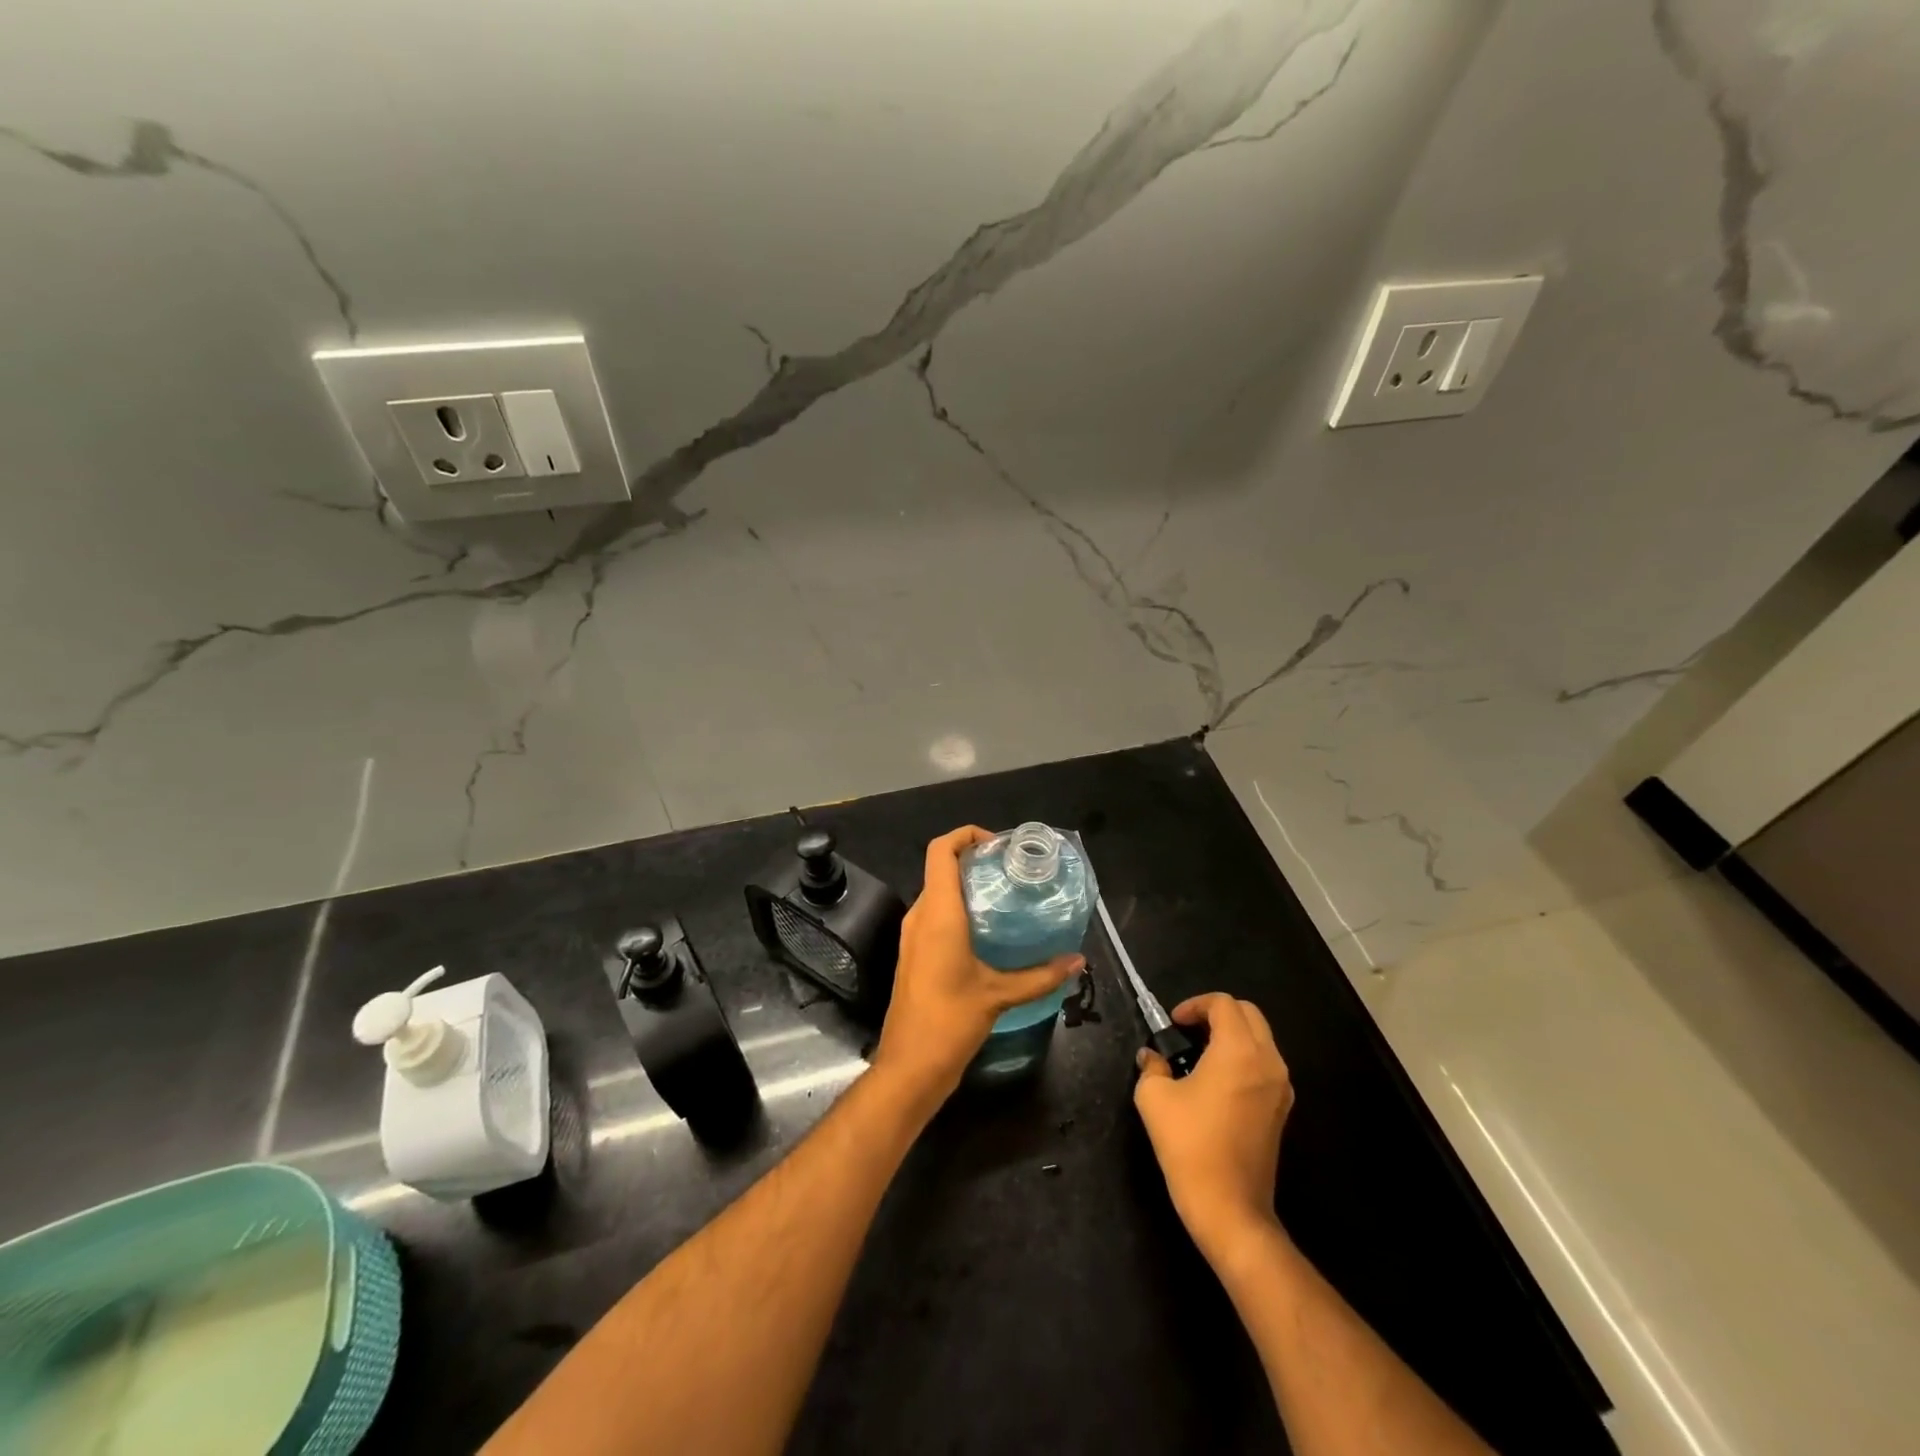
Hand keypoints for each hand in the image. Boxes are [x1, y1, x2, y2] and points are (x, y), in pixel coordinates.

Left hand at [871, 826, 1083, 1110]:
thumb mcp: (999, 995)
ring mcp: (913, 935)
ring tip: (1006, 895)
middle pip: (940, 867)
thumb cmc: (950, 1022)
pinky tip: (989, 929)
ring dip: (967, 885)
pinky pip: (935, 914)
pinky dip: (959, 908)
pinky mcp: (914, 953)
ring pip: (937, 891)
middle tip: (1012, 870)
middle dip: (974, 860)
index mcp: (938, 913)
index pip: (941, 851)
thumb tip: (1078, 961)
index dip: (966, 835)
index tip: (998, 845)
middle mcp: (920, 915)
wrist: (910, 1065)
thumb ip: (1041, 976)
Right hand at [1134, 993, 1292, 1261]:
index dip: (1195, 1005)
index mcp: (1239, 1051)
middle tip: (1187, 1030)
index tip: (1172, 1024)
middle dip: (1217, 1013)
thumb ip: (1151, 1066)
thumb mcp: (1155, 1098)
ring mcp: (1280, 1087)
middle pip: (1249, 1014)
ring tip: (1199, 1054)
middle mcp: (1268, 1061)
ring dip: (1232, 1035)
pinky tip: (1216, 1081)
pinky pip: (1265, 1065)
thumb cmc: (1189, 1145)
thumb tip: (1151, 1057)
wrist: (1230, 1207)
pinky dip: (1243, 1058)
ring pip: (1261, 1039)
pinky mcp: (1282, 1110)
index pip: (1223, 1004)